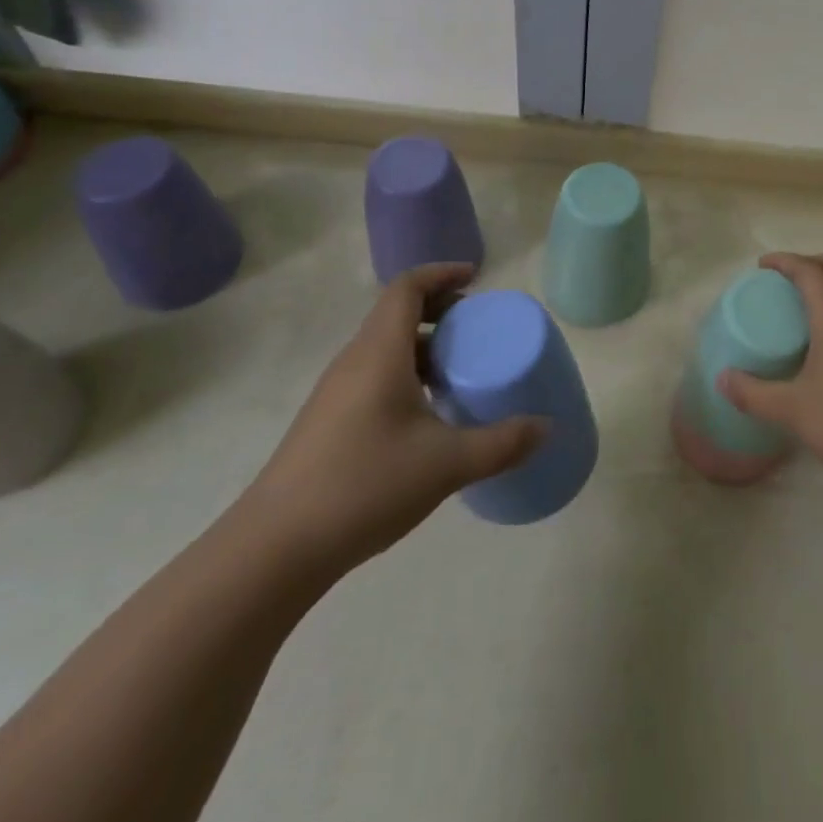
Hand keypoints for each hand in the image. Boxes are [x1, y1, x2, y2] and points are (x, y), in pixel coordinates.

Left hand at [236, 263, 546, 579]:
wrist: (276, 548)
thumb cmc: (365, 485)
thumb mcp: (447, 463)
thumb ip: (502, 443)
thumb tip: (546, 428)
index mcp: (379, 352)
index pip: (408, 288)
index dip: (441, 273)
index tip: (476, 277)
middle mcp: (354, 361)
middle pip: (396, 313)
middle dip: (438, 309)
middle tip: (476, 326)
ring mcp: (335, 393)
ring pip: (384, 347)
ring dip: (422, 345)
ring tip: (458, 370)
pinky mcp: (327, 421)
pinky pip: (373, 375)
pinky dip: (405, 373)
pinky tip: (426, 414)